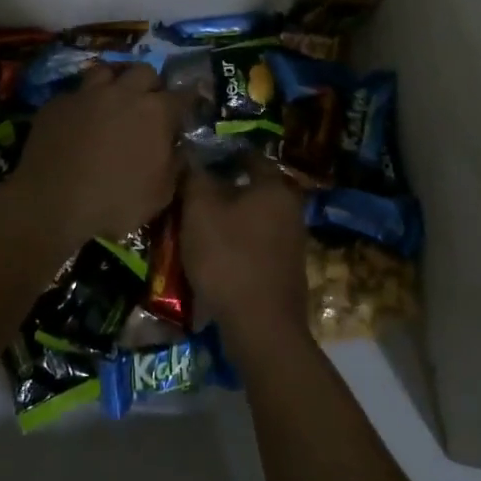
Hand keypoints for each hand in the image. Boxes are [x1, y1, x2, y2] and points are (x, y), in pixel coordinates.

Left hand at [10, 64, 183, 251]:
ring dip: (114, 82)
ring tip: (112, 100)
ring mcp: (87, 94)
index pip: (182, 95)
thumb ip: (175, 165)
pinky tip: (79, 120)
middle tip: (148, 104)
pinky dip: (83, 103)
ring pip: (106, 70)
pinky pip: (76, 94)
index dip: (188, 100)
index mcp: (155, 112)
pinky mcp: (57, 103)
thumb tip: (179, 148)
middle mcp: (123, 93)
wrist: (51, 202)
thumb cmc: (115, 202)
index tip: (189, 106)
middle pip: (144, 71)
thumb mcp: (160, 194)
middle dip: (150, 84)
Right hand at [179, 162, 309, 351]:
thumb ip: (194, 176)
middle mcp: (290, 208)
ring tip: (194, 227)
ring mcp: (291, 242)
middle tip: (189, 195)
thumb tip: (189, 152)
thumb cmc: (229, 257)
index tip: (194, 161)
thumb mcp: (200, 210)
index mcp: (275, 186)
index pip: (247, 155)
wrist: (261, 328)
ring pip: (251, 218)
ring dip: (226, 220)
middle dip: (221, 190)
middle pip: (250, 188)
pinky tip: (212, 256)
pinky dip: (234, 245)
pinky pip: (254, 245)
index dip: (219, 154)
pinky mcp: (284, 270)